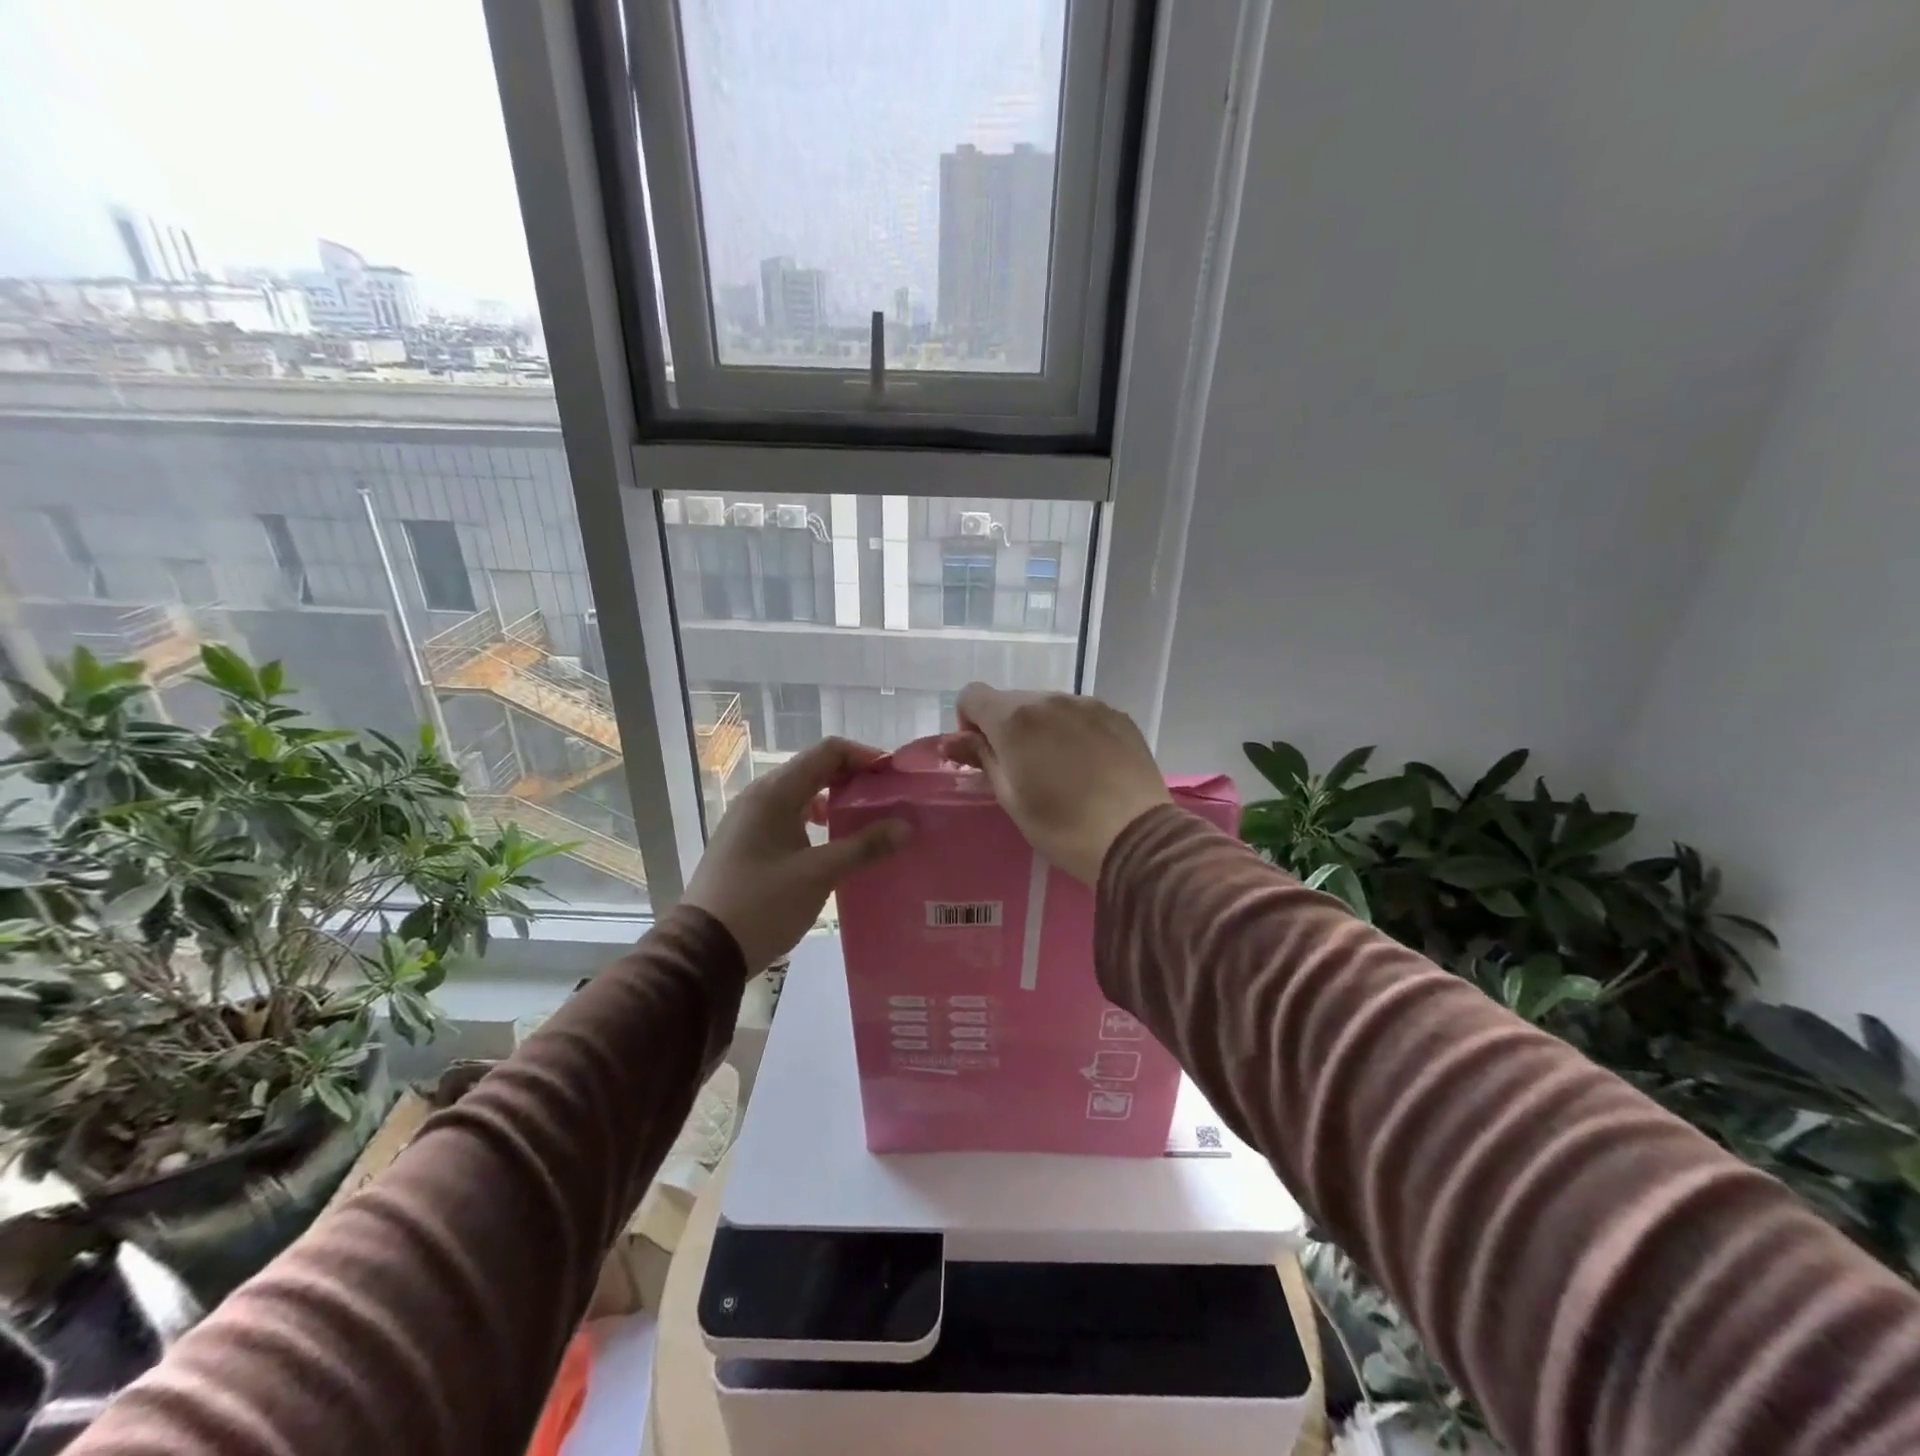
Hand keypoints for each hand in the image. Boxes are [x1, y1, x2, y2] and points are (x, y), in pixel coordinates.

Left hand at [681, 737, 909, 974]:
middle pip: (815, 769)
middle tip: (890, 799)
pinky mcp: (747, 841)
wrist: (704, 949)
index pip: (828, 752)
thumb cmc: (762, 904)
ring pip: (802, 793)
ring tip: (869, 821)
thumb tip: (906, 826)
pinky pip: (788, 815)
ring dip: (836, 800)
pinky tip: (835, 843)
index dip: (865, 757)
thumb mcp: (819, 874)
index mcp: (775, 792)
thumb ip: (864, 846)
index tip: (895, 777)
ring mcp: (750, 818)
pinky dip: (816, 820)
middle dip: (855, 778)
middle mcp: (760, 795)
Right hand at [943, 685, 1170, 884]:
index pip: (972, 696)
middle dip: (1006, 727)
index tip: (982, 754)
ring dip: (1041, 728)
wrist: (1136, 838)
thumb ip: (981, 759)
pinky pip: (1080, 714)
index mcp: (1015, 719)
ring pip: (1048, 706)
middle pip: (1012, 700)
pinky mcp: (1117, 715)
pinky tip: (1087, 765)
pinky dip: (1072, 731)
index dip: (968, 723)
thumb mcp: (1011, 798)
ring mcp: (1087, 704)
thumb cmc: (1062, 827)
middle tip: (1022, 770)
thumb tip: (951, 741)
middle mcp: (1050, 699)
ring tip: (1059, 769)